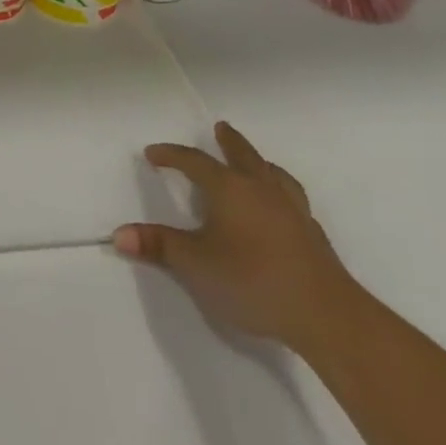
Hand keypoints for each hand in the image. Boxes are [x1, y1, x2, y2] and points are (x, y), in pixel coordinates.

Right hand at [113, 121, 358, 350]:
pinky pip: (292, 199)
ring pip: (274, 175)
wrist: (327, 316)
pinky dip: (280, 191)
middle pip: (244, 156)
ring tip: (255, 162)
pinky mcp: (313, 236)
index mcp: (229, 189)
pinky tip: (279, 207)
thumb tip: (119, 235)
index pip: (194, 162)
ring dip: (260, 163)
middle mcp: (262, 191)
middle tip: (220, 128)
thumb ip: (158, 246)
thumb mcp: (193, 264)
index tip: (153, 154)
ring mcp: (293, 212)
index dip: (172, 155)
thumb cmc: (252, 280)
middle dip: (229, 142)